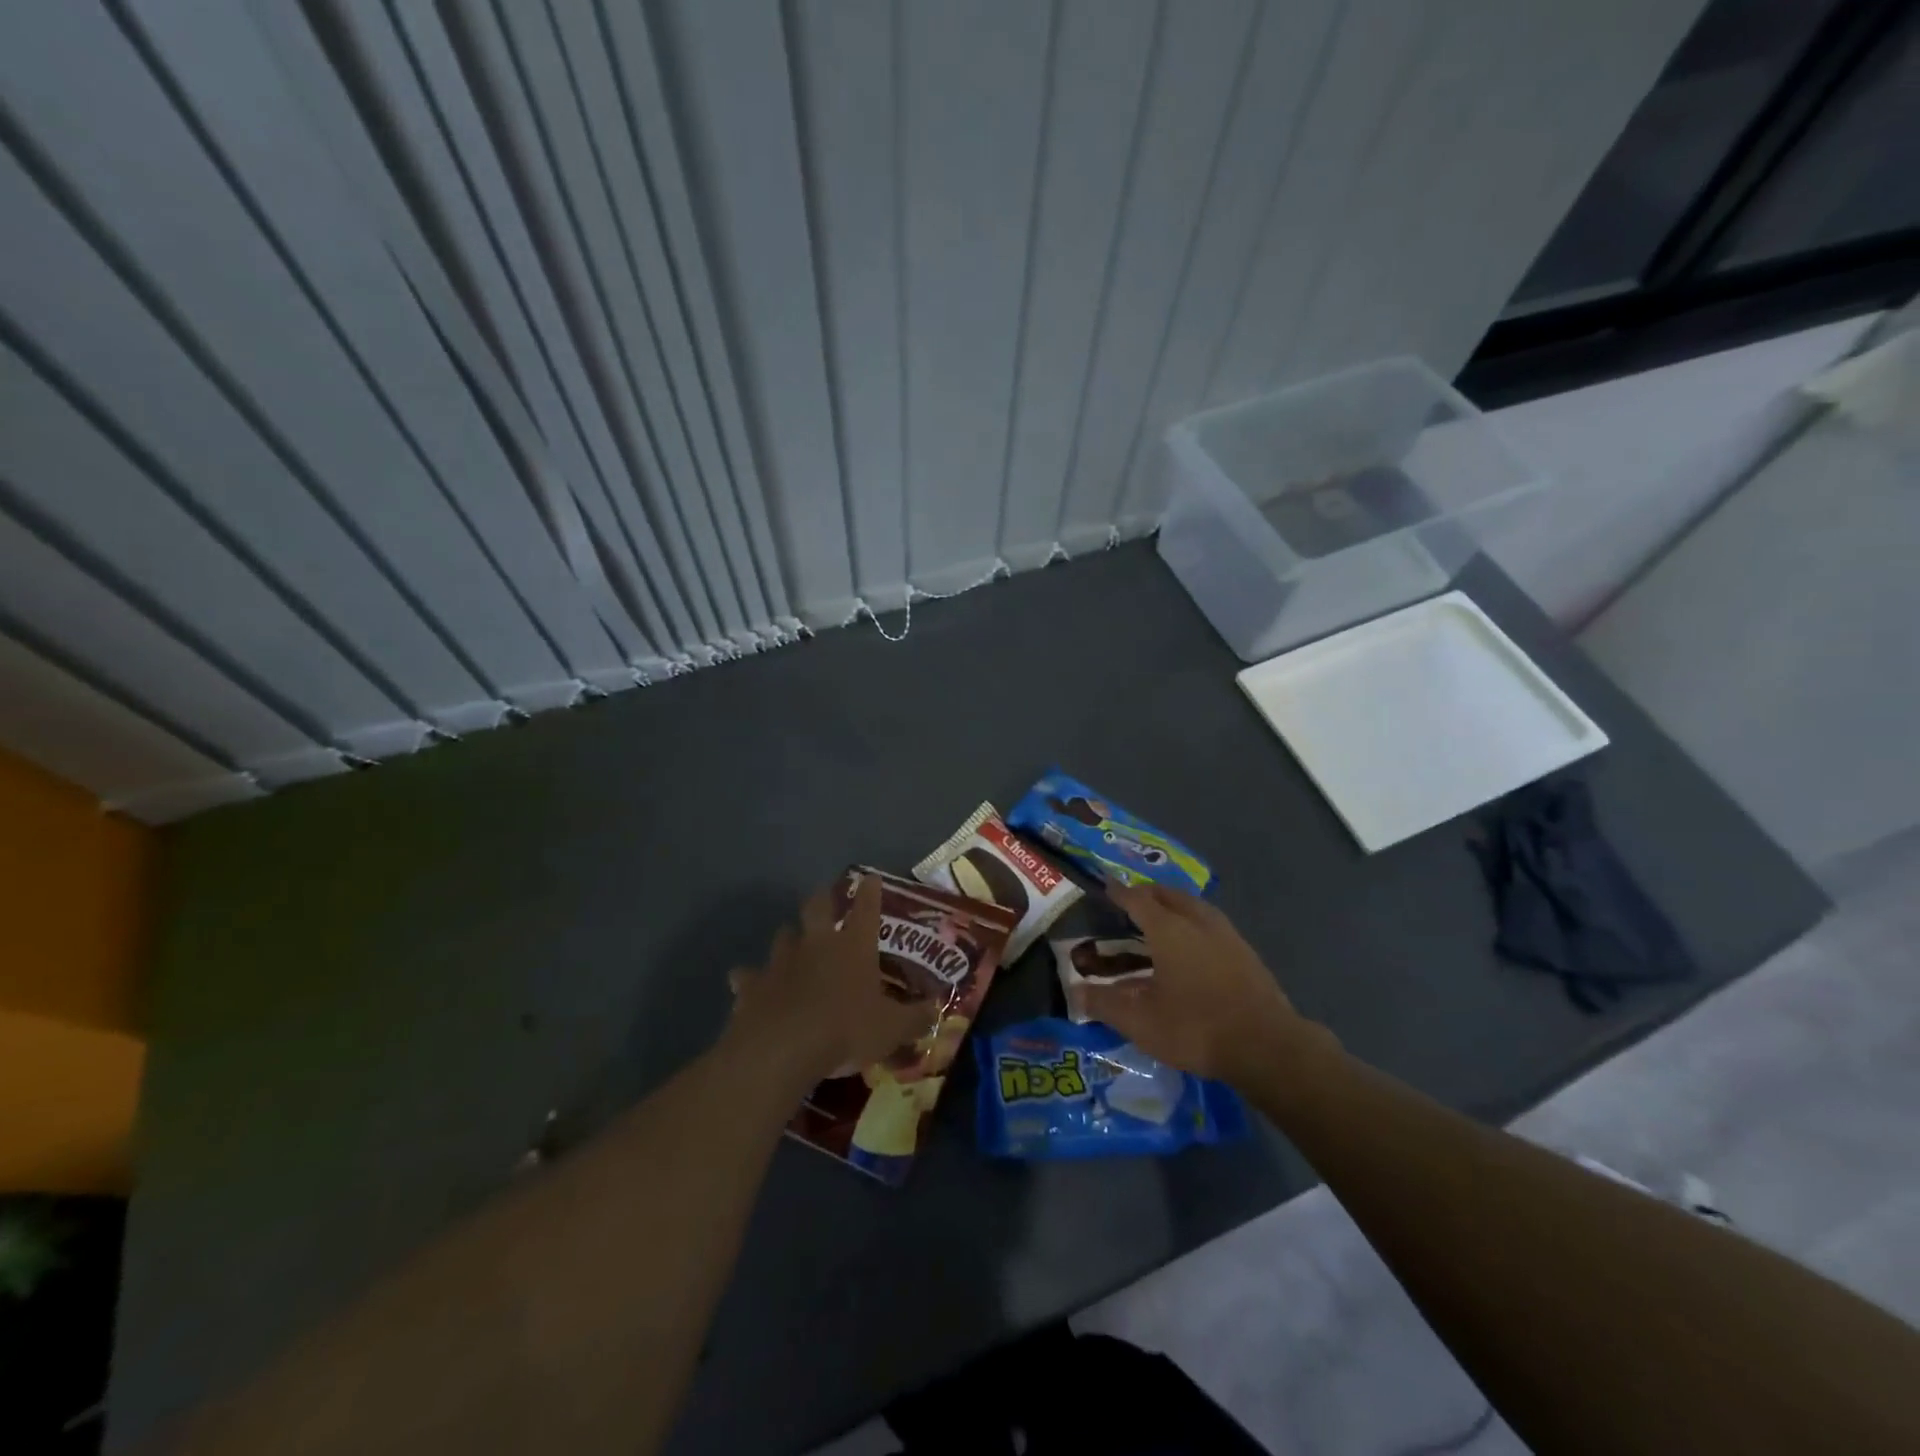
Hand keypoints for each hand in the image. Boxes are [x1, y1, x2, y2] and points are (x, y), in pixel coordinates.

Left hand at [727, 876, 938, 1090]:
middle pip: (816, 907)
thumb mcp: (892, 1029)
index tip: (870, 878)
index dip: (870, 892)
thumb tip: (936, 1011)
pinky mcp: (752, 985)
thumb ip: (916, 1018)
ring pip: (782, 935)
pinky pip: (747, 976)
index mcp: (854, 947)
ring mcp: (781, 961)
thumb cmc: (846, 1031)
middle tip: (823, 897)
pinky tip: (746, 984)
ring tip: (791, 941)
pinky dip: (749, 978)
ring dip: (788, 937)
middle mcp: (817, 944)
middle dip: (821, 899)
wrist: (783, 1049)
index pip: (867, 909)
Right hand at [1080, 882, 1323, 1088]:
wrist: (1267, 1046)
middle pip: (1168, 895)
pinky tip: (1192, 944)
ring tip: (1160, 917)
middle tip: (1130, 902)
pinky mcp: (1245, 952)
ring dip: (1173, 905)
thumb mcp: (1141, 1022)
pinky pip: (1210, 922)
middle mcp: (1197, 921)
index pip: (1137, 899)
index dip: (1119, 892)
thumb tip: (1076, 993)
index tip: (1106, 886)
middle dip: (1147, 894)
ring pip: (1193, 906)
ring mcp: (1226, 934)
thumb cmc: (1196, 1027)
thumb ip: (1105, 1004)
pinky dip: (1193, 922)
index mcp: (1168, 929)